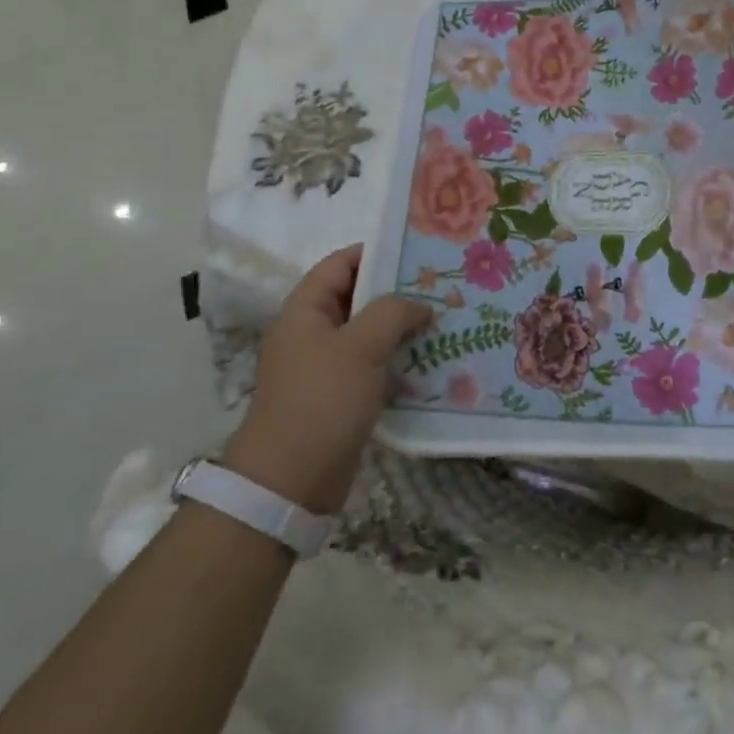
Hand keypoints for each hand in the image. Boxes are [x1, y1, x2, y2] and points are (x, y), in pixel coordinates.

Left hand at [222, 245, 431, 513]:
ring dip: (401, 327)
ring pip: (367, 333)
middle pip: (357, 297)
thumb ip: (394, 312)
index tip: (418, 253)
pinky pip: (371, 365)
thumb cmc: (322, 401)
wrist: (289, 481)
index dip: (377, 253)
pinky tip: (429, 360)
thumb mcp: (362, 346)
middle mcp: (311, 332)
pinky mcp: (337, 395)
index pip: (341, 264)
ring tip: (443, 320)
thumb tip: (420, 305)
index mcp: (305, 310)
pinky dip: (396, 359)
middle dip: (397, 291)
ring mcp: (323, 366)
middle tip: (440, 288)